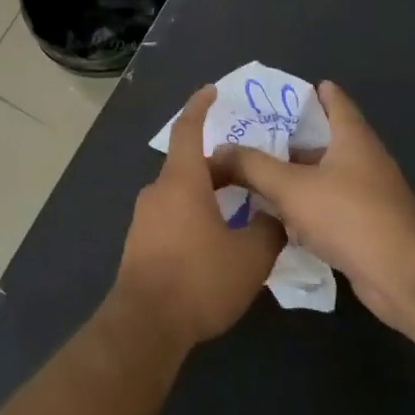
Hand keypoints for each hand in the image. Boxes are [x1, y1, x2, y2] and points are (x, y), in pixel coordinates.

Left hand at [113, 86, 285, 349]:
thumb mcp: (250, 256)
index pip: (187, 131)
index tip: (211, 91)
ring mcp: (145, 218)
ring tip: (243, 207)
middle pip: (189, 166)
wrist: (146, 324)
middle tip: (253, 171)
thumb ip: (268, 228)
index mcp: (181, 182)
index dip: (199, 107)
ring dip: (210, 194)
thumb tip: (273, 215)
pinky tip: (218, 238)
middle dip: (220, 165)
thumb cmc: (199, 280)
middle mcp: (157, 192)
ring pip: (181, 193)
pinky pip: (173, 215)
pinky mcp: (141, 243)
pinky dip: (196, 214)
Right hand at [209, 81, 414, 331]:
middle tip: (250, 136)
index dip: (312, 93)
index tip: (283, 92)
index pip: (335, 102)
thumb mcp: (290, 186)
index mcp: (353, 139)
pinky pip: (326, 208)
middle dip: (289, 139)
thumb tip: (218, 151)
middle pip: (323, 142)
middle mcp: (364, 162)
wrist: (401, 276)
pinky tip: (275, 217)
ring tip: (253, 175)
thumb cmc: (348, 216)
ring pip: (322, 178)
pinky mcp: (364, 227)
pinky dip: (303, 208)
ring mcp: (367, 196)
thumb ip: (251, 166)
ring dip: (293, 176)